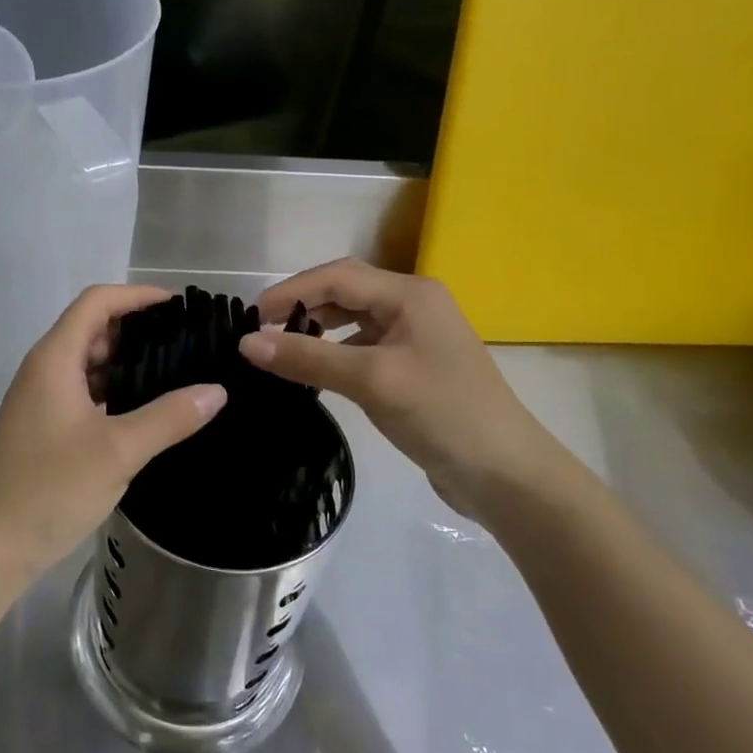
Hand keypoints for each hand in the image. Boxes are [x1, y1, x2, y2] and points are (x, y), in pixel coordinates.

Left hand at [0, 285, 226, 586]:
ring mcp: (41, 401)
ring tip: (177, 372)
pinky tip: (146, 412)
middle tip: (187, 341)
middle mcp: (45, 370)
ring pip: (89, 364)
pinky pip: (85, 394)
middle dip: (138, 328)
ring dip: (128, 362)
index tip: (180, 305)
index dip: (137, 295)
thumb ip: (169, 417)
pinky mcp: (44, 429)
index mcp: (55, 359)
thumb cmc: (47, 489)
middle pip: (93, 329)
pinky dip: (115, 392)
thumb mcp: (117, 451)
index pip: (97, 302)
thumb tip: (216, 390)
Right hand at [239, 259, 572, 517]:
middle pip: (346, 292)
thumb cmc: (441, 414)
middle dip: (303, 306)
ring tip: (282, 349)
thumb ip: (308, 357)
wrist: (506, 476)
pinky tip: (317, 373)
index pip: (338, 276)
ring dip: (318, 330)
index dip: (292, 290)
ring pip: (354, 320)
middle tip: (262, 332)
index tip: (251, 316)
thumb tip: (246, 343)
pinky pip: (365, 347)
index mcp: (410, 294)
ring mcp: (417, 337)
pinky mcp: (415, 368)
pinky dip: (336, 353)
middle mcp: (414, 305)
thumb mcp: (371, 380)